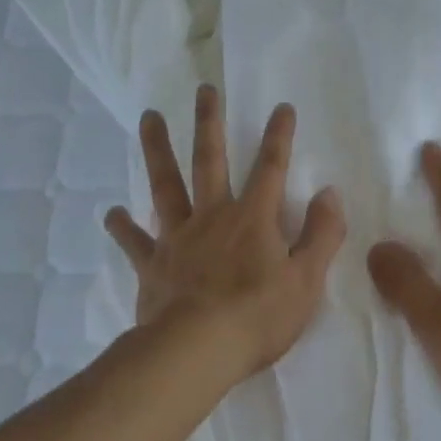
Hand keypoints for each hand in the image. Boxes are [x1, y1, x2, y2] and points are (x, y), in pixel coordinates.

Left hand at [104, 85, 346, 378]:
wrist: (197, 351)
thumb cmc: (258, 317)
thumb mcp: (307, 280)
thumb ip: (322, 234)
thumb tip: (330, 193)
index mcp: (253, 219)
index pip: (272, 167)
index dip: (279, 136)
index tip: (282, 106)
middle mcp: (213, 217)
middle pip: (210, 160)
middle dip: (209, 122)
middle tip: (204, 89)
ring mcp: (178, 238)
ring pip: (166, 185)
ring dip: (157, 150)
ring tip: (148, 118)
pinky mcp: (152, 265)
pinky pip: (135, 241)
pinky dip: (123, 226)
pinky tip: (111, 213)